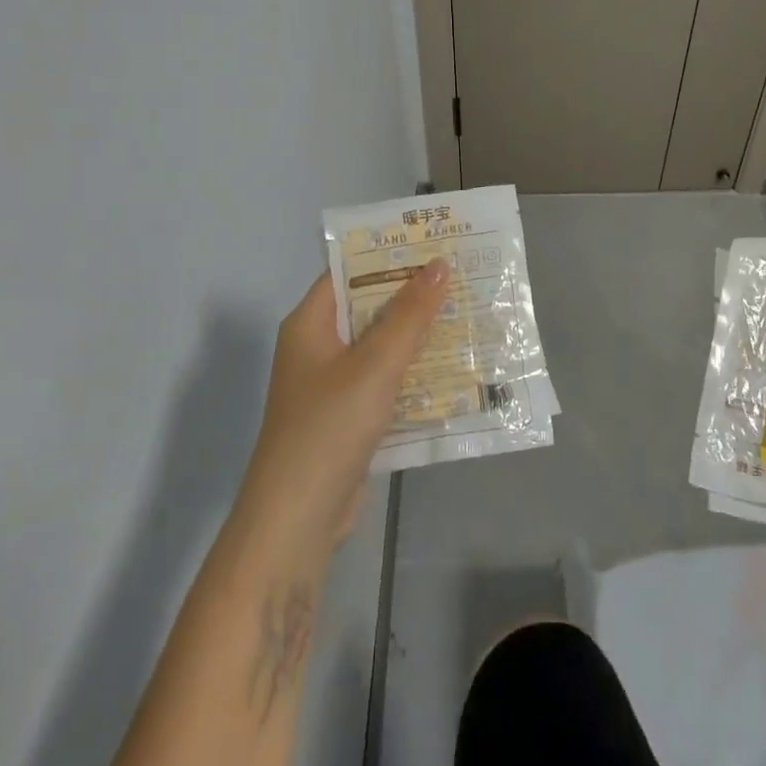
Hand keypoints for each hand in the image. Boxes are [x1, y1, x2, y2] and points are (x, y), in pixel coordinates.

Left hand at [238, 260, 448, 563]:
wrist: (297, 521)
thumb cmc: (329, 428)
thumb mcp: (375, 364)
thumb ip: (410, 315)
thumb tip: (439, 264)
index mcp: (310, 324)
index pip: (349, 272)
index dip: (390, 256)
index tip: (434, 244)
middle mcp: (318, 348)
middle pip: (369, 308)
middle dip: (414, 296)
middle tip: (462, 277)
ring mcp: (332, 385)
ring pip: (381, 347)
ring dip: (418, 336)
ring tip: (468, 315)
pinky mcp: (349, 417)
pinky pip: (385, 382)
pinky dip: (413, 374)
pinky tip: (454, 369)